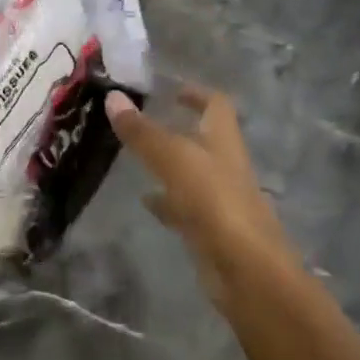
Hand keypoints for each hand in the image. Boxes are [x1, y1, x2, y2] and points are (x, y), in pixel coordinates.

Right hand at [105, 87, 295, 290]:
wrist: (246, 270)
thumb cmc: (215, 203)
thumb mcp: (173, 159)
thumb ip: (143, 132)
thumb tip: (113, 97)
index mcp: (223, 142)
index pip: (216, 105)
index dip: (196, 93)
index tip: (171, 89)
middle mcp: (225, 166)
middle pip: (203, 139)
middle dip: (176, 129)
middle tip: (141, 123)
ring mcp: (219, 200)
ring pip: (191, 174)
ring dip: (168, 165)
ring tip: (134, 159)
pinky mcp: (210, 230)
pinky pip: (185, 208)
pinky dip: (166, 202)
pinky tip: (145, 202)